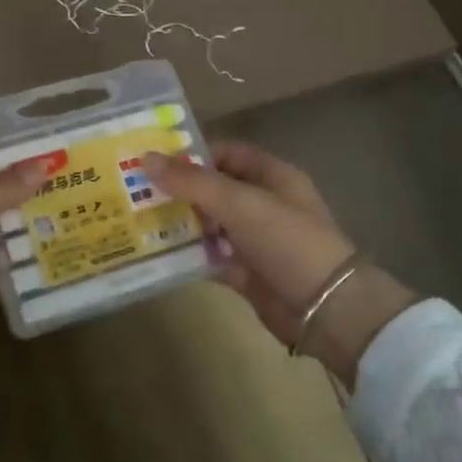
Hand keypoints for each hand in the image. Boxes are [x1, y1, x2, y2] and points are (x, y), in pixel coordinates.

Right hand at [141, 141, 415, 386]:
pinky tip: (157, 254)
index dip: (193, 154)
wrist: (326, 308)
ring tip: (137, 220)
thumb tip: (146, 159)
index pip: (227, 153)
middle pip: (214, 189)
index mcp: (272, 176)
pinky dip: (189, 256)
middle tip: (135, 191)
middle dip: (179, 190)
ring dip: (180, 223)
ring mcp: (255, 240)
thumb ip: (192, 181)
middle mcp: (263, 204)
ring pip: (210, 224)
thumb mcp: (239, 203)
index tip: (154, 161)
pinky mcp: (247, 272)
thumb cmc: (287, 241)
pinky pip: (211, 257)